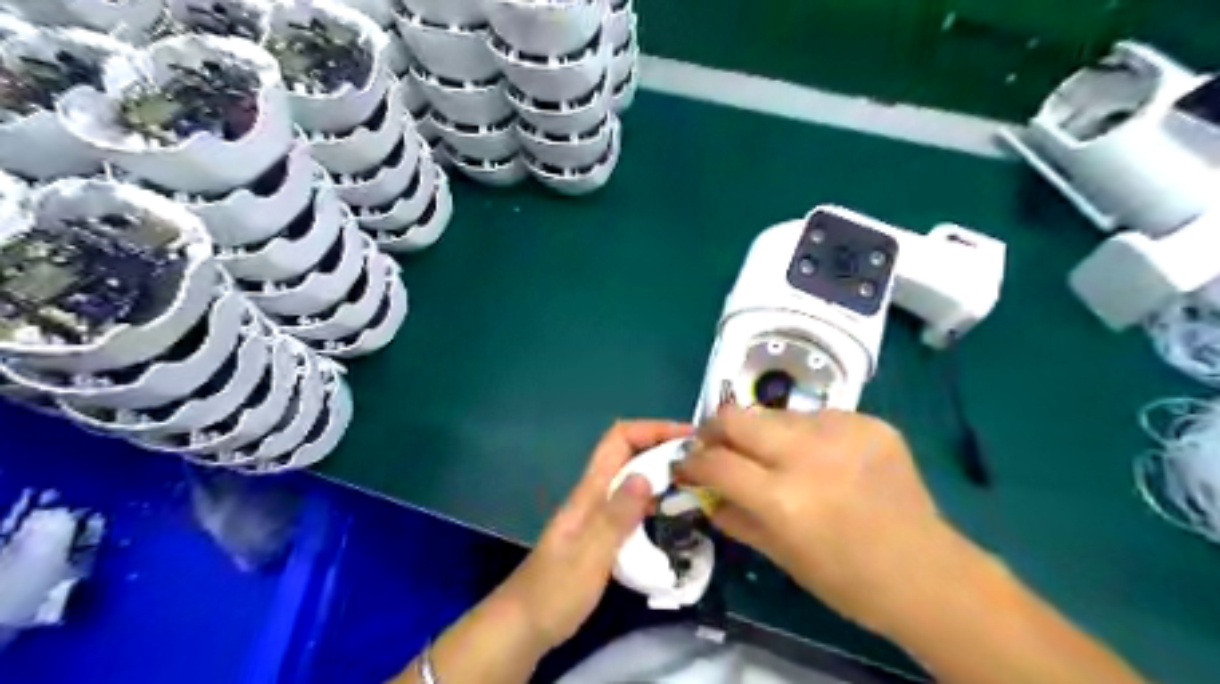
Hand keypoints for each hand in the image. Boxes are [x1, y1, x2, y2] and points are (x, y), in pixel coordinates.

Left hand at [493, 423, 684, 651]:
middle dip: (662, 446)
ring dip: (660, 472)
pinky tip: (672, 515)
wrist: (522, 626)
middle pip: (627, 453)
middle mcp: (593, 495)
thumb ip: (616, 517)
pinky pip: (631, 505)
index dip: (653, 428)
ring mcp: (596, 515)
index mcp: (589, 492)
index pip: (619, 439)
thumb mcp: (589, 556)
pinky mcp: (600, 535)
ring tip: (695, 483)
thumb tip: (645, 475)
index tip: (689, 436)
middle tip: (701, 460)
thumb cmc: (554, 592)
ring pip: (631, 478)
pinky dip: (653, 500)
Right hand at [671, 405, 956, 636]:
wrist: (927, 573)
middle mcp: (808, 455)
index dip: (692, 462)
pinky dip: (804, 434)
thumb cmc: (846, 579)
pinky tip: (819, 457)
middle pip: (737, 417)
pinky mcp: (869, 422)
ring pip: (775, 412)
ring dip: (762, 432)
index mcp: (784, 500)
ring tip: (772, 454)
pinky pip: (816, 417)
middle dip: (715, 429)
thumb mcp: (780, 555)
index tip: (686, 465)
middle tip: (715, 445)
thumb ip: (734, 516)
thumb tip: (703, 491)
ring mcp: (842, 432)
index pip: (716, 462)